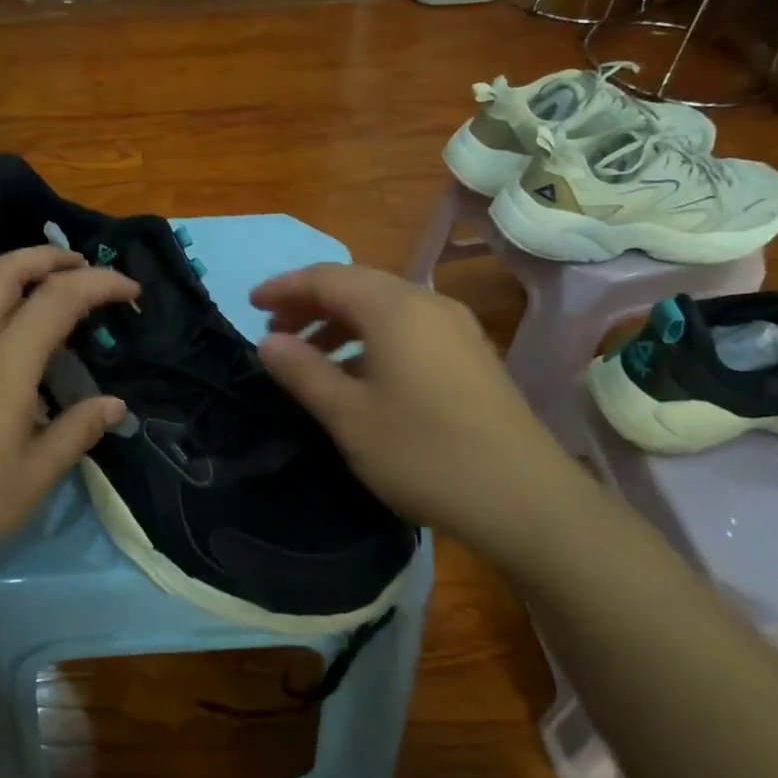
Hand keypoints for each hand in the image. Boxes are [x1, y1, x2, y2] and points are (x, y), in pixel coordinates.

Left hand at [0, 246, 139, 583]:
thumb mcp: (32, 477)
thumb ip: (76, 432)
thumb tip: (114, 404)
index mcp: (4, 366)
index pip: (58, 299)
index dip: (99, 284)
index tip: (131, 291)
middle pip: (5, 270)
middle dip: (49, 256)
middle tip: (82, 265)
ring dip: (12, 266)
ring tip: (41, 280)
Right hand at [251, 264, 581, 550]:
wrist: (527, 500)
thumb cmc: (425, 454)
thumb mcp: (349, 417)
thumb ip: (303, 371)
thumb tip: (268, 341)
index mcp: (394, 308)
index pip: (326, 278)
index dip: (284, 287)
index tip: (249, 305)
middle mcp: (427, 303)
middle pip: (357, 285)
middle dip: (310, 303)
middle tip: (275, 332)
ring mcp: (456, 327)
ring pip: (384, 307)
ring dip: (340, 322)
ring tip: (310, 355)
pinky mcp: (471, 354)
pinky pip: (408, 327)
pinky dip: (372, 338)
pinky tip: (361, 375)